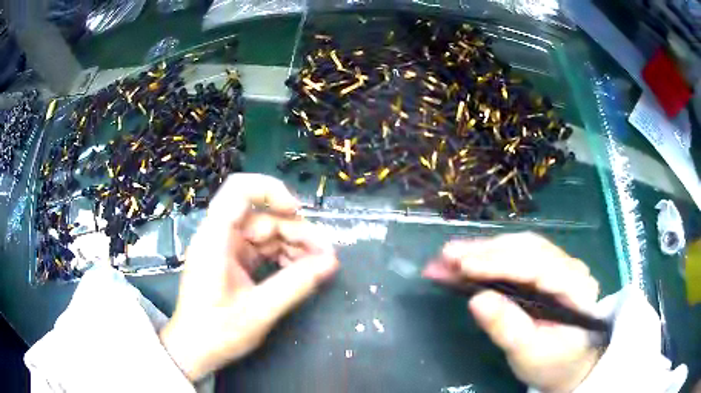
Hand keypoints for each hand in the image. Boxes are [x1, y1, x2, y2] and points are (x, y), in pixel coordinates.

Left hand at [159, 174, 338, 380]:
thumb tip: (330, 263)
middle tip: (325, 255)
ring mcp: (226, 249)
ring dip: (293, 246)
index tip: (297, 212)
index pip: (238, 190)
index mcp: (215, 239)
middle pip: (261, 216)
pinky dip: (283, 257)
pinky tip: (300, 272)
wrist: (194, 350)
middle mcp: (219, 236)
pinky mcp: (233, 261)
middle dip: (295, 232)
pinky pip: (262, 249)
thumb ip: (295, 285)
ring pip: (266, 233)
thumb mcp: (259, 311)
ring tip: (317, 266)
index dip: (270, 191)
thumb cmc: (217, 332)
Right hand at [423, 232, 600, 392]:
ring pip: (519, 247)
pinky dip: (489, 256)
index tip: (463, 266)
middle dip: (484, 251)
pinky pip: (517, 255)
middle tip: (445, 256)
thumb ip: (507, 328)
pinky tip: (467, 259)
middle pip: (527, 249)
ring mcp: (559, 264)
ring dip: (483, 250)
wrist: (570, 363)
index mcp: (575, 289)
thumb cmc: (553, 363)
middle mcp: (570, 267)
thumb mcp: (529, 354)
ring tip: (449, 256)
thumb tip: (477, 300)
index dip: (499, 263)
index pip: (537, 266)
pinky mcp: (546, 269)